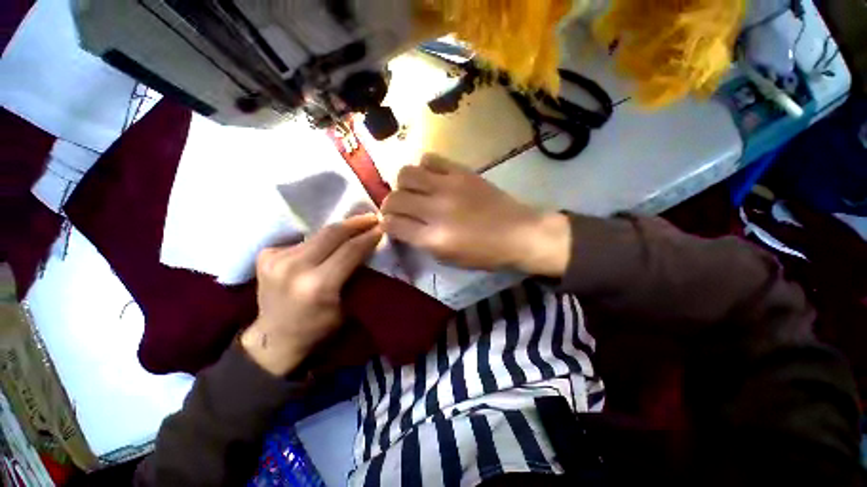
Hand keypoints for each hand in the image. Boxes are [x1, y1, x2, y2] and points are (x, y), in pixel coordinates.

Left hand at [241, 214, 382, 375]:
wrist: (274, 338)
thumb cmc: (318, 329)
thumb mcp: (347, 307)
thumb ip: (357, 277)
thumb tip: (370, 250)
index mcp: (317, 286)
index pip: (350, 250)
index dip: (368, 237)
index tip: (382, 227)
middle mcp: (294, 268)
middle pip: (332, 234)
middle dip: (356, 223)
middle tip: (372, 217)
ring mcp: (275, 260)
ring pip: (317, 234)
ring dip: (340, 228)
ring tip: (356, 224)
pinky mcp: (266, 255)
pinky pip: (303, 240)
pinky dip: (320, 239)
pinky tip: (329, 242)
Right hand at [381, 154, 570, 275]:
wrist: (519, 233)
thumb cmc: (485, 254)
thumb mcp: (449, 259)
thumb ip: (422, 242)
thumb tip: (403, 226)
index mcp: (434, 238)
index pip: (393, 225)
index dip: (386, 225)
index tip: (390, 224)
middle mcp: (436, 210)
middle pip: (394, 198)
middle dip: (389, 205)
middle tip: (399, 209)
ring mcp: (448, 187)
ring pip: (406, 173)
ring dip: (403, 184)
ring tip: (413, 191)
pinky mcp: (461, 172)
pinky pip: (430, 159)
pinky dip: (424, 167)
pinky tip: (430, 178)